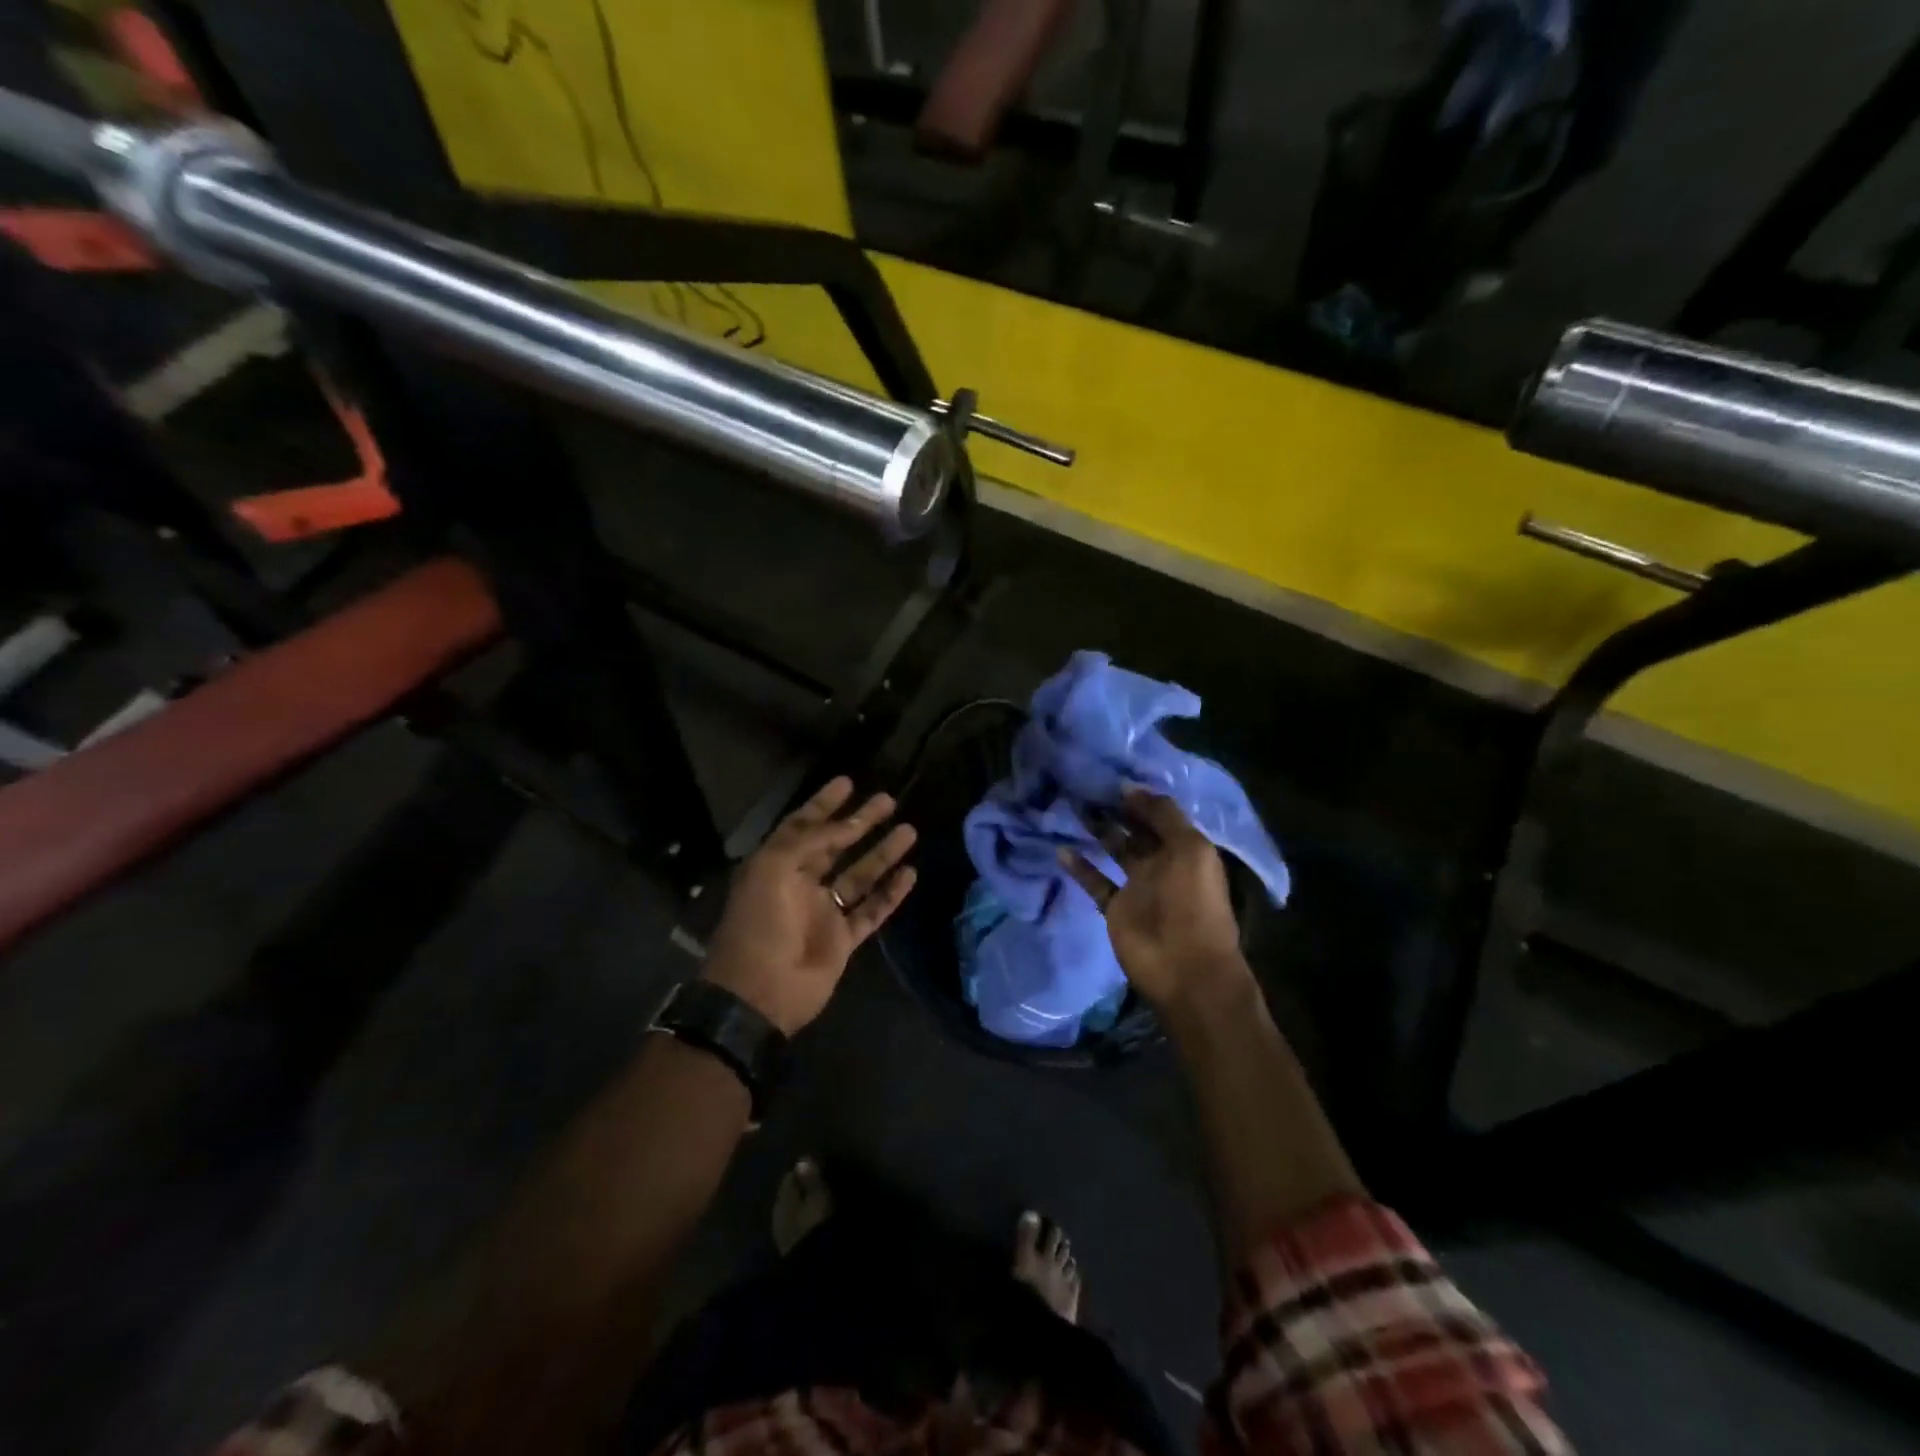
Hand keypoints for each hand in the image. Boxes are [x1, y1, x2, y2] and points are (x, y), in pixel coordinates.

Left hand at [702, 777, 917, 1034]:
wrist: (759, 993)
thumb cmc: (760, 923)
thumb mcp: (774, 868)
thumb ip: (811, 840)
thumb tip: (847, 824)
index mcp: (777, 864)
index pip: (804, 825)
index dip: (824, 803)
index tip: (848, 782)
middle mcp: (801, 883)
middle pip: (837, 845)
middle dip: (861, 822)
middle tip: (887, 800)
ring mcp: (824, 912)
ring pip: (860, 875)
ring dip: (883, 853)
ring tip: (909, 830)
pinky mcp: (844, 939)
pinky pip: (872, 910)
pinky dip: (891, 893)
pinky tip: (910, 874)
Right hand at [1059, 790, 1245, 1012]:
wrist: (1185, 968)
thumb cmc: (1192, 903)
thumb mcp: (1189, 849)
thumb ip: (1163, 816)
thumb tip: (1130, 788)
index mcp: (1185, 849)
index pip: (1160, 815)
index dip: (1138, 798)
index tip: (1110, 779)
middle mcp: (1162, 864)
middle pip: (1136, 831)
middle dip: (1115, 810)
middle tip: (1085, 788)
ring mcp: (1138, 887)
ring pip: (1114, 852)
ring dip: (1097, 832)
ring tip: (1072, 809)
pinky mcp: (1117, 909)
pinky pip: (1096, 882)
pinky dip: (1080, 868)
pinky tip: (1062, 850)